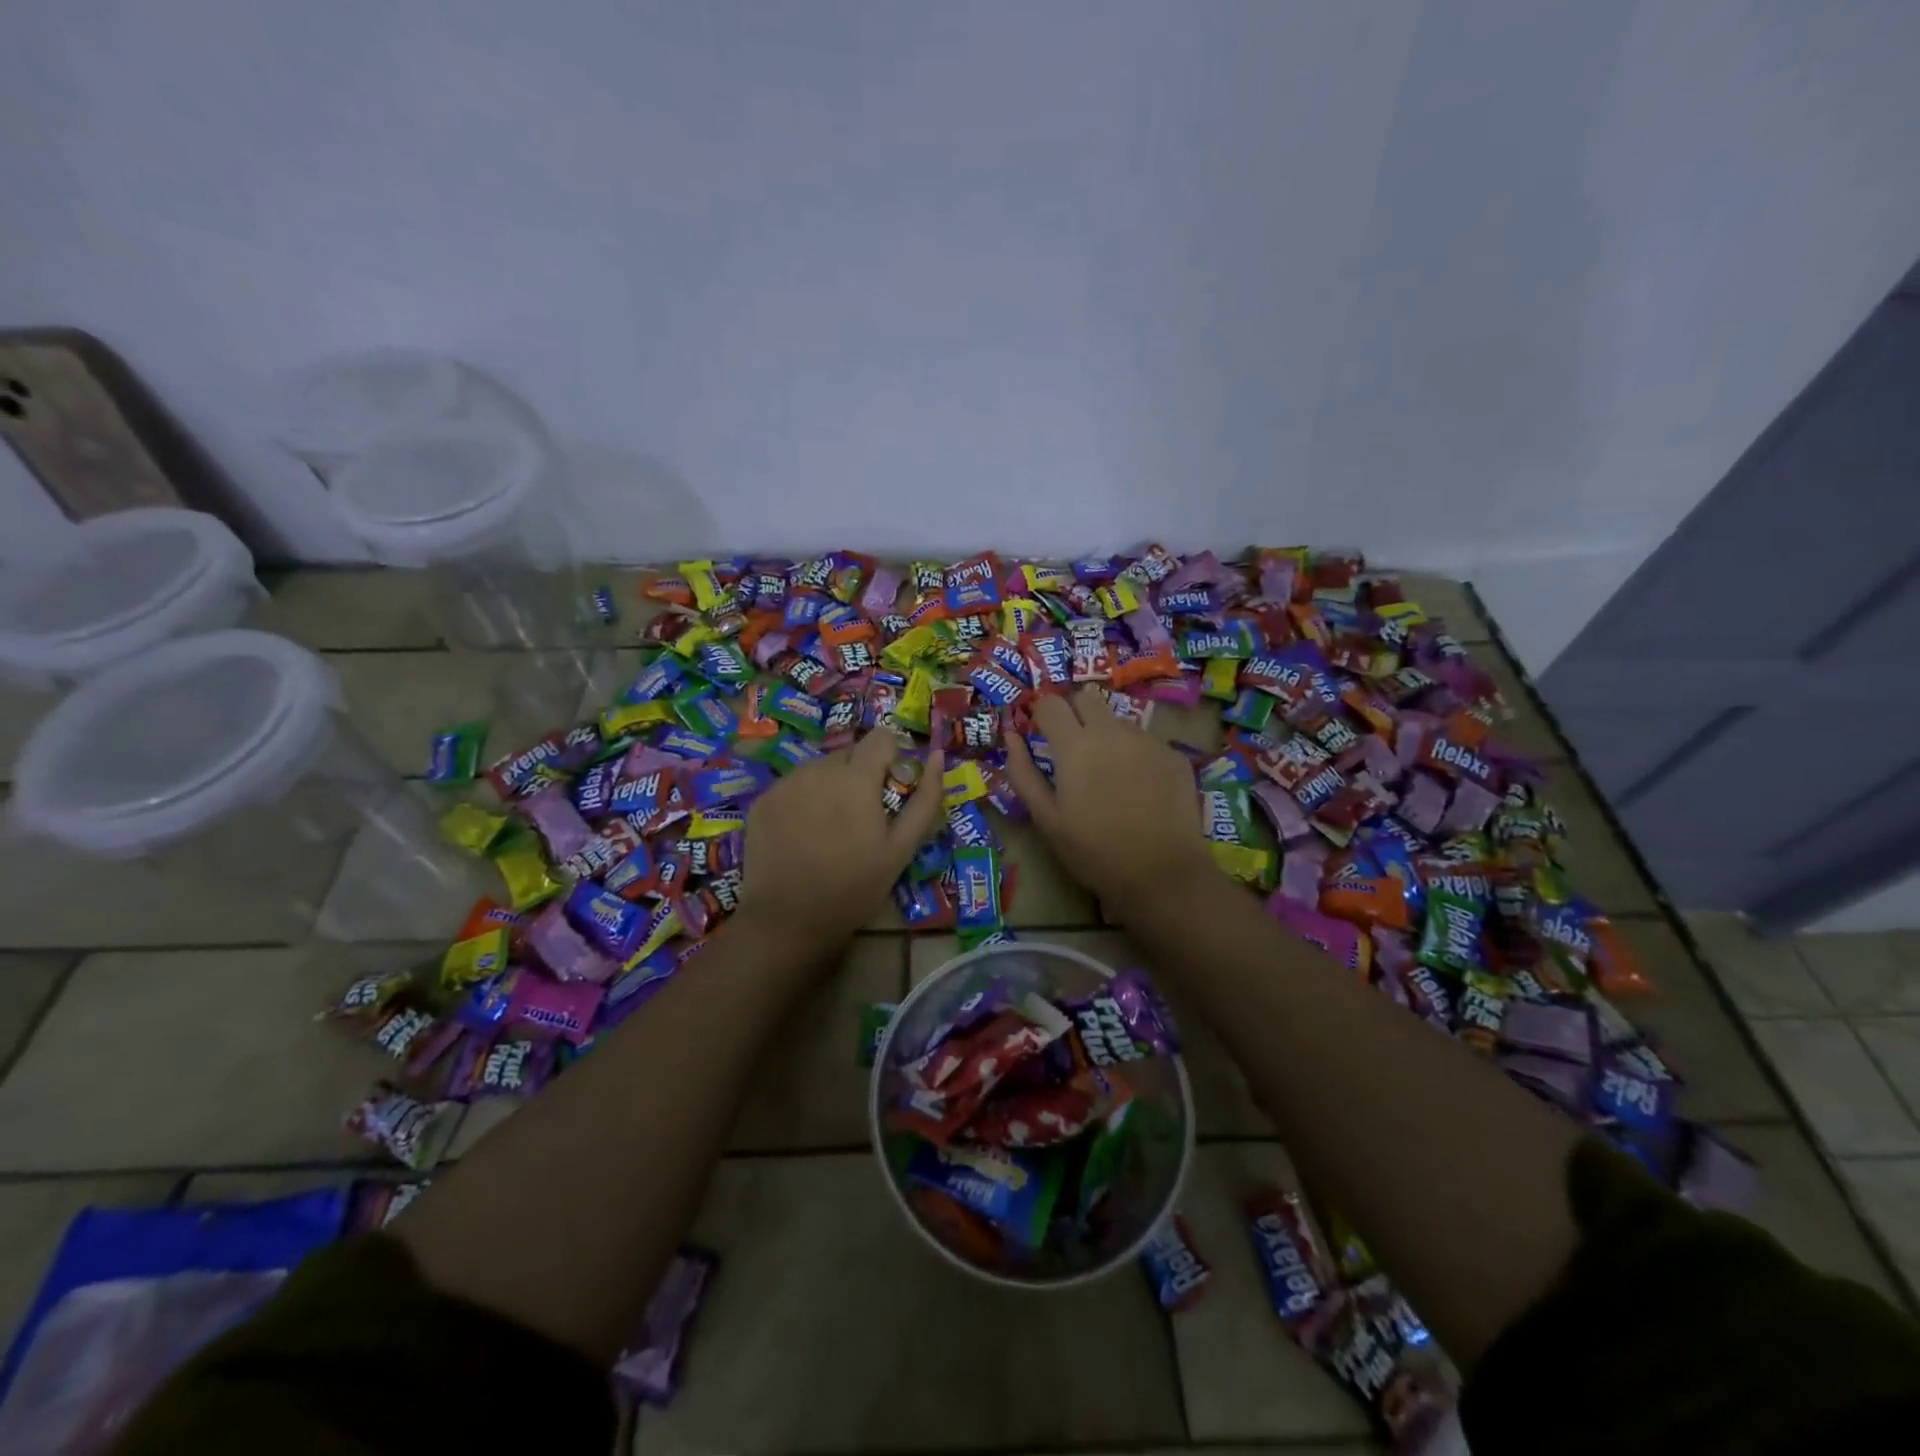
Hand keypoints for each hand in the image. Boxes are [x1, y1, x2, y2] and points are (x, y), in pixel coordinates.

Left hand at [738, 730, 945, 952]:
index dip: (892, 759)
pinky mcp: (763, 800)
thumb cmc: (854, 887)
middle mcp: (818, 769)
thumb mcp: (901, 848)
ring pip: (820, 769)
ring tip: (830, 830)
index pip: (881, 737)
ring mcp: (786, 783)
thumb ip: (925, 798)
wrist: (787, 920)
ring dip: (832, 787)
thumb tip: (936, 755)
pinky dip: (804, 800)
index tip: (890, 790)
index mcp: (856, 777)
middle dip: (861, 776)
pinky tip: (803, 836)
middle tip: (862, 819)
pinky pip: (794, 786)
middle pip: (850, 754)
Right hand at [1004, 687, 1212, 918]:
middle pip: (1086, 698)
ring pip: (1118, 720)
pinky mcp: (1174, 755)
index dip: (1040, 714)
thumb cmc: (1093, 851)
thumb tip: (1011, 736)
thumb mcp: (1046, 818)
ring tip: (1109, 774)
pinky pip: (1146, 741)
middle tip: (1071, 748)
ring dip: (1106, 734)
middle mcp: (1112, 732)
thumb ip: (1022, 772)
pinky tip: (1139, 787)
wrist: (1162, 874)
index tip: (1039, 733)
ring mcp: (1147, 740)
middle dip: (1073, 713)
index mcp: (1075, 745)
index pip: (1050, 703)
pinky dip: (1135, 754)